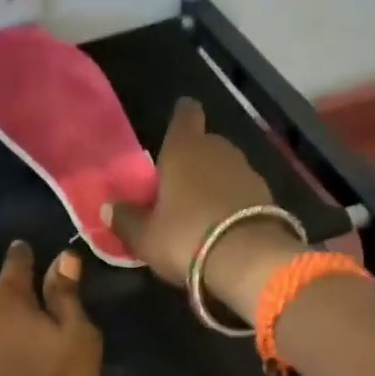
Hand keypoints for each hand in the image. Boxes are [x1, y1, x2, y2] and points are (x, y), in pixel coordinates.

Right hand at [104, 98, 307, 318]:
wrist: (249, 260)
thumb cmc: (185, 237)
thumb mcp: (144, 236)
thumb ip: (125, 219)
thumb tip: (107, 207)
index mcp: (184, 149)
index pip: (185, 114)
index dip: (180, 118)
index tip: (175, 128)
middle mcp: (218, 150)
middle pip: (204, 144)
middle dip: (191, 160)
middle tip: (175, 187)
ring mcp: (247, 171)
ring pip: (224, 168)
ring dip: (212, 183)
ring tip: (198, 211)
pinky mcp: (267, 195)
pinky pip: (241, 191)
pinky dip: (231, 202)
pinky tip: (221, 225)